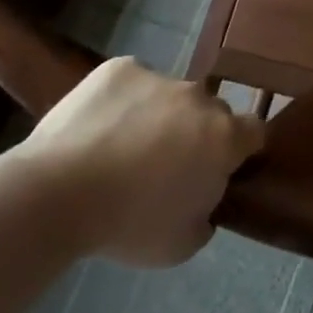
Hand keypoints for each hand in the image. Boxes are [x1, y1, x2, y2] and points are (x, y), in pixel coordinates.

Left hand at [16, 58, 264, 267]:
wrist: (57, 194)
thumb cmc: (127, 225)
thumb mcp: (181, 244)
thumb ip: (206, 216)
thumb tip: (202, 201)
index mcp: (223, 137)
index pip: (254, 131)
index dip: (241, 149)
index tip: (220, 169)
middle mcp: (199, 99)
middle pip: (210, 112)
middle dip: (195, 133)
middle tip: (164, 166)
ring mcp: (159, 78)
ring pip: (169, 96)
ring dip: (158, 116)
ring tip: (120, 149)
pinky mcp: (120, 68)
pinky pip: (133, 83)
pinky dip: (123, 101)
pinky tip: (98, 128)